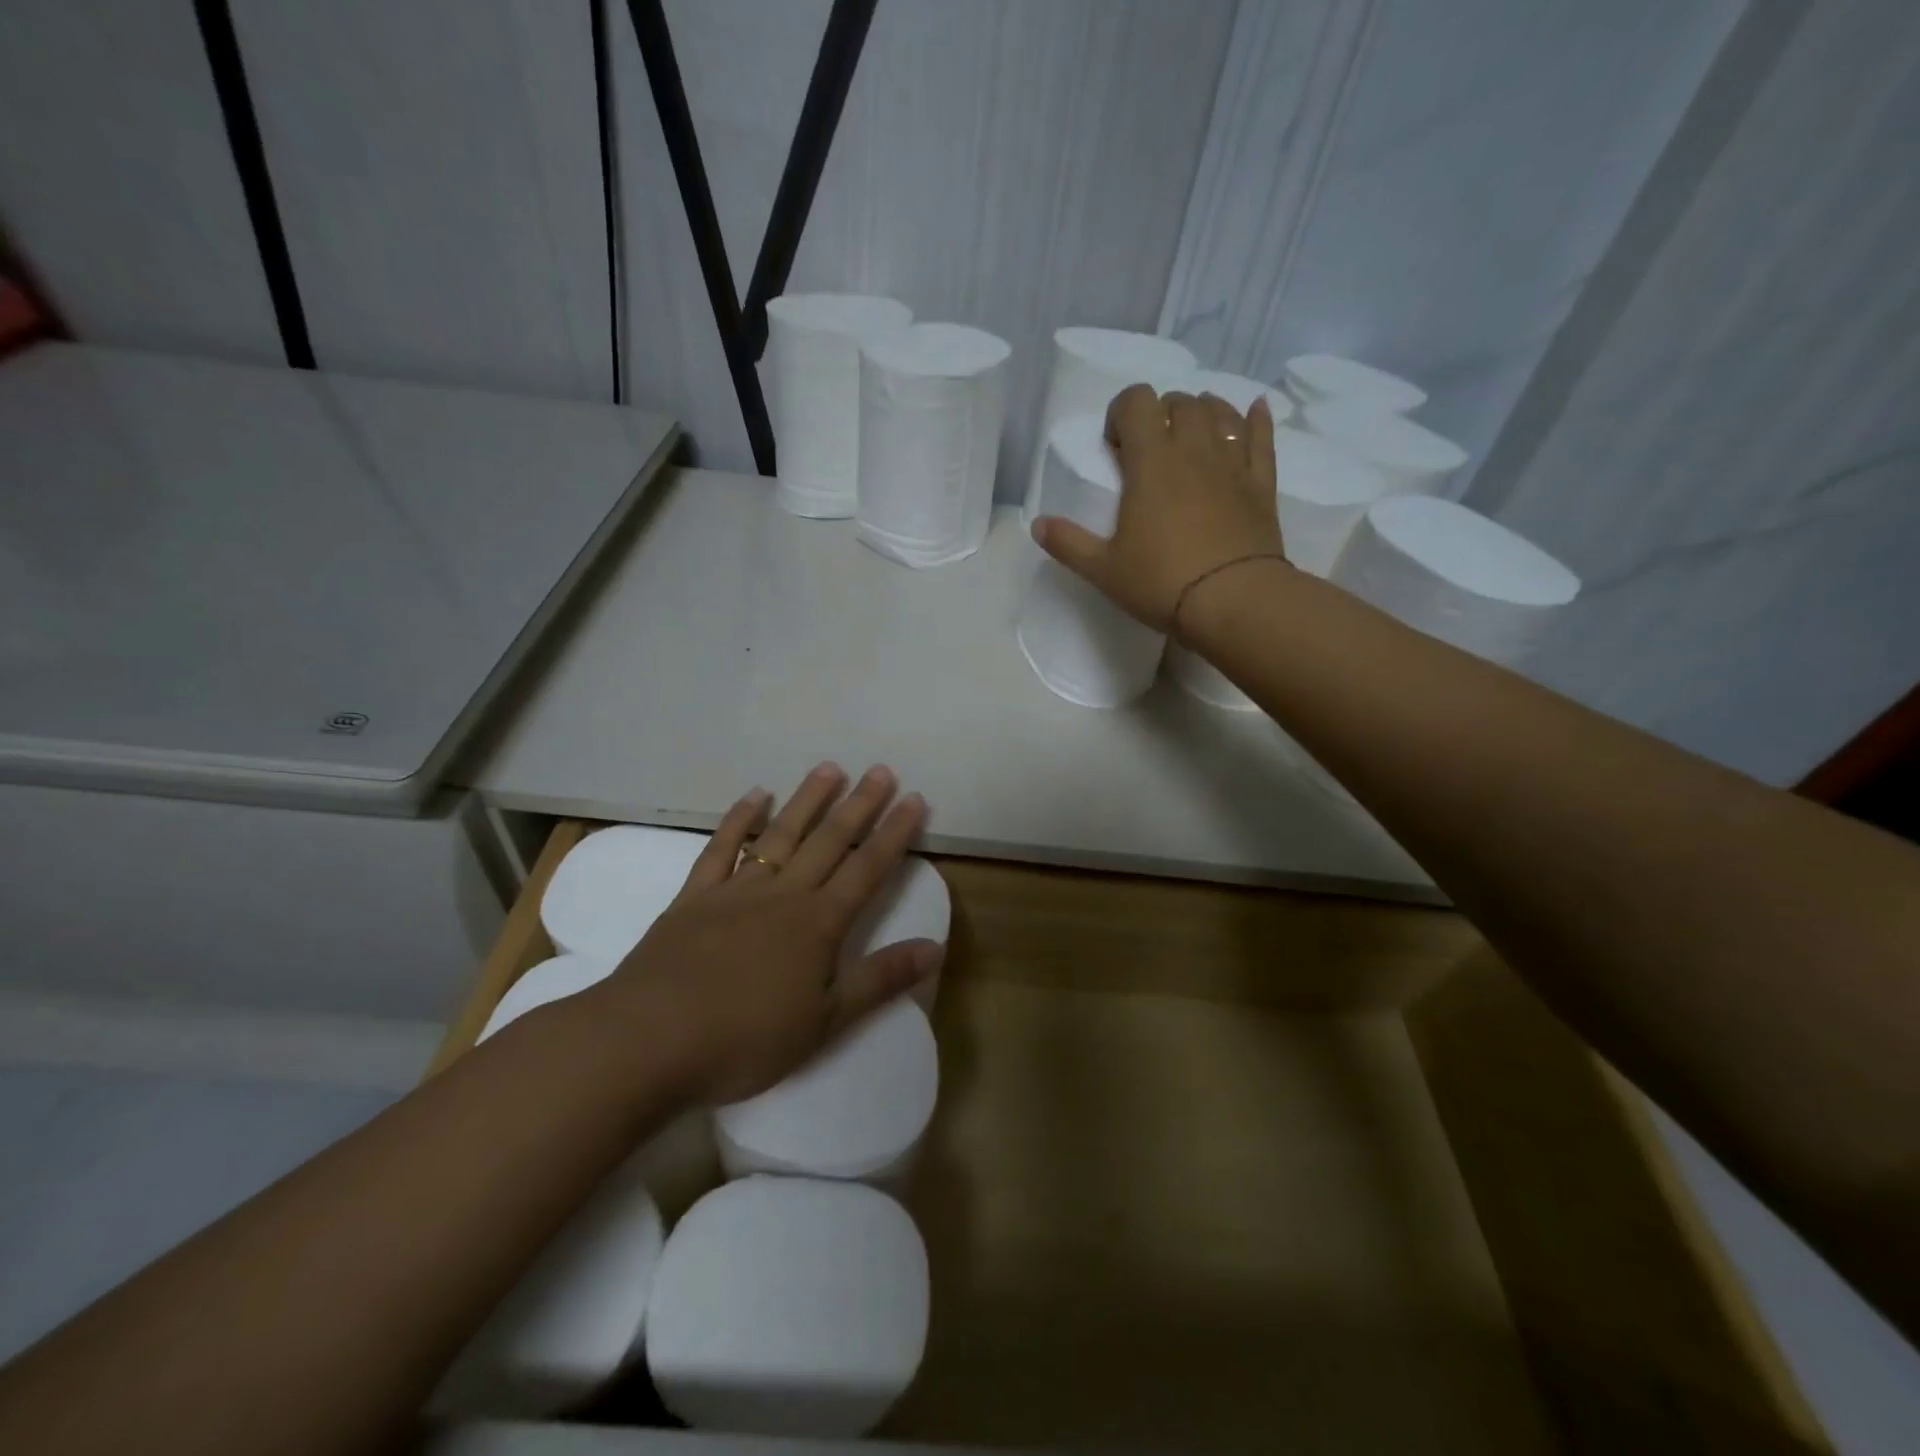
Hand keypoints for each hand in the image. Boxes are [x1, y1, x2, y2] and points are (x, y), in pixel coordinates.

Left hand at [599, 763, 939, 1106]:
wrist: (649, 1040)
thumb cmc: (745, 1039)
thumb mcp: (825, 1022)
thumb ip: (880, 980)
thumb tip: (935, 948)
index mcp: (818, 924)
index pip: (868, 869)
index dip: (894, 834)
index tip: (913, 799)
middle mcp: (783, 895)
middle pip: (829, 841)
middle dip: (859, 805)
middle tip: (880, 770)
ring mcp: (736, 890)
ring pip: (781, 834)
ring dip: (807, 800)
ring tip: (829, 768)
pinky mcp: (694, 897)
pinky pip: (721, 847)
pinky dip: (739, 819)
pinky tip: (755, 796)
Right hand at [1031, 384, 1286, 632]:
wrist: (1234, 601)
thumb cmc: (1161, 582)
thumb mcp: (1103, 570)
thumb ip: (1068, 543)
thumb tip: (1037, 525)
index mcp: (1151, 462)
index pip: (1137, 402)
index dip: (1122, 411)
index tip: (1114, 444)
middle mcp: (1193, 450)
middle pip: (1180, 402)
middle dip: (1161, 413)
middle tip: (1149, 446)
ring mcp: (1232, 464)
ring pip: (1221, 412)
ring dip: (1203, 411)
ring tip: (1191, 432)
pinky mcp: (1262, 484)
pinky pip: (1262, 438)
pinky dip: (1257, 420)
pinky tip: (1255, 411)